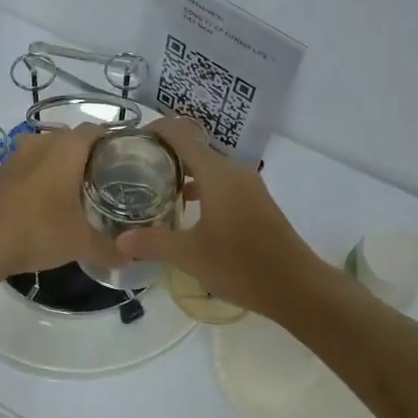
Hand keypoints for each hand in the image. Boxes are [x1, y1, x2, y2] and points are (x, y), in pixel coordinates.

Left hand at [0, 124, 122, 280]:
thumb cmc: (38, 232)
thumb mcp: (80, 244)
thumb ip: (108, 248)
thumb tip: (129, 257)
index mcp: (65, 149)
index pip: (95, 130)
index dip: (111, 142)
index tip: (123, 161)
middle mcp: (39, 144)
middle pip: (69, 139)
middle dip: (85, 156)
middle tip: (101, 181)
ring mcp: (13, 157)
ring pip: (43, 152)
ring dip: (57, 166)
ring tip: (72, 193)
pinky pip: (24, 169)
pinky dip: (35, 179)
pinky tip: (40, 205)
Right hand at [116, 118, 324, 311]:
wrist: (297, 287)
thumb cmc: (241, 265)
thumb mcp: (190, 256)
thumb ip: (153, 243)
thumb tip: (120, 240)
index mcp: (218, 174)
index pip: (182, 135)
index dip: (156, 130)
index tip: (130, 140)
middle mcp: (234, 172)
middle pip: (194, 149)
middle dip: (164, 154)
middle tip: (133, 169)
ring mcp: (248, 188)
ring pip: (209, 169)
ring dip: (183, 173)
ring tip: (153, 190)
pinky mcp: (256, 204)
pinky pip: (221, 185)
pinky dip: (200, 189)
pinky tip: (185, 212)